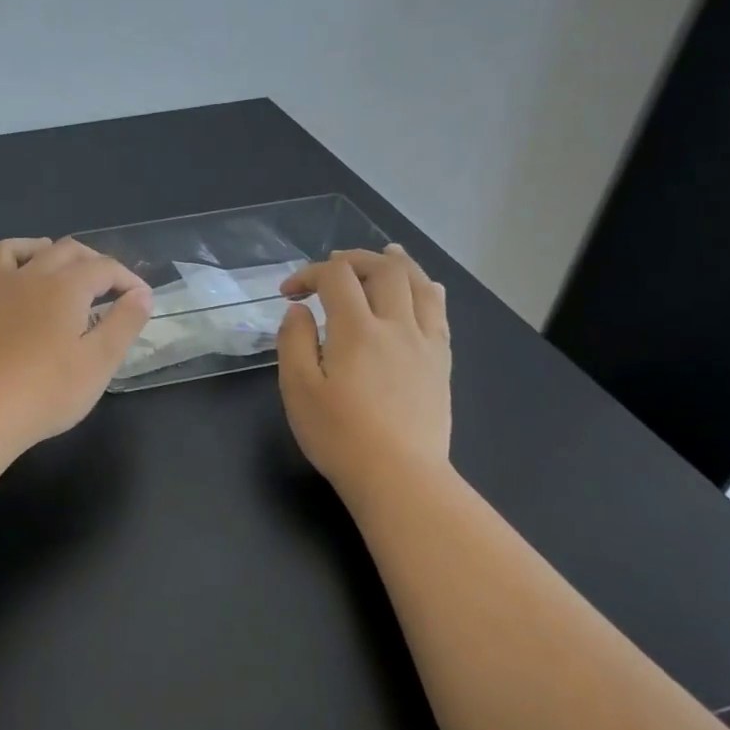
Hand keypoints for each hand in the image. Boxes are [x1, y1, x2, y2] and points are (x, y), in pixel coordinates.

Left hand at [0, 237, 152, 447]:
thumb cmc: (48, 390)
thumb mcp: (100, 361)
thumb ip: (124, 323)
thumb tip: (141, 294)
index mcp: (65, 286)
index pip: (104, 268)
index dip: (127, 279)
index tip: (141, 300)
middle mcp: (29, 276)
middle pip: (64, 250)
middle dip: (91, 260)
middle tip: (107, 284)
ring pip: (13, 250)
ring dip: (37, 249)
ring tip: (51, 261)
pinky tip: (4, 289)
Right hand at [276, 244, 451, 486]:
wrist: (399, 476)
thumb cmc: (339, 435)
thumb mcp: (298, 389)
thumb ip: (293, 341)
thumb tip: (299, 310)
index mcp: (356, 330)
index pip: (335, 277)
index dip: (308, 274)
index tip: (288, 294)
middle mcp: (395, 325)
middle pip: (383, 269)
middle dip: (353, 259)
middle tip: (331, 268)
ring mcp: (424, 343)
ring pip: (419, 283)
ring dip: (397, 263)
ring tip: (384, 252)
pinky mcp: (440, 362)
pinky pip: (440, 312)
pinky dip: (428, 289)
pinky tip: (424, 286)